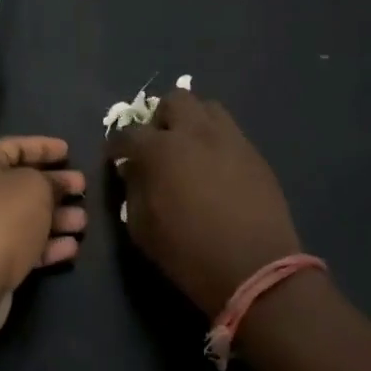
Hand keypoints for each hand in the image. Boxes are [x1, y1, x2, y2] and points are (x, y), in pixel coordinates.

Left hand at [0, 137, 86, 340]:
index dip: (41, 146)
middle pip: (22, 184)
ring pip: (27, 218)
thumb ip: (50, 181)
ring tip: (84, 221)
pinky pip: (25, 247)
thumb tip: (57, 184)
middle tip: (83, 187)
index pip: (13, 147)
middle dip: (55, 185)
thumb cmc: (1, 221)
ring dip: (57, 218)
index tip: (68, 150)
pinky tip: (72, 247)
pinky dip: (48, 246)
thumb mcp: (34, 188)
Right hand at [107, 90, 302, 317]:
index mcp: (161, 150)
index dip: (117, 144)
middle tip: (157, 144)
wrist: (255, 270)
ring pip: (207, 108)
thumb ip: (132, 190)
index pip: (129, 133)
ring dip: (192, 122)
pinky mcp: (254, 154)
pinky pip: (230, 132)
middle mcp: (195, 133)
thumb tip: (132, 170)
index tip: (116, 157)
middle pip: (174, 101)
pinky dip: (215, 140)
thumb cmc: (188, 253)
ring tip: (189, 148)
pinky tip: (214, 167)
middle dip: (160, 119)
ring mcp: (230, 139)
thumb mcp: (142, 228)